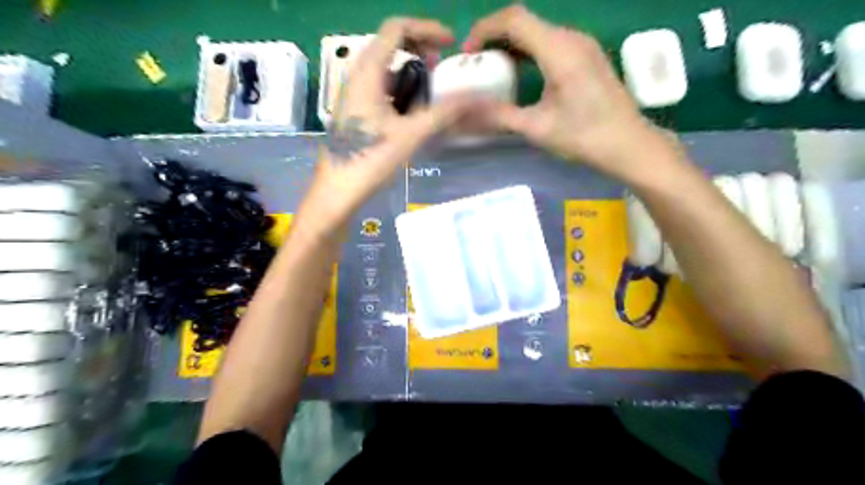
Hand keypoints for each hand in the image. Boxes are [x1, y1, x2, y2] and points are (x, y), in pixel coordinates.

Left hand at [304, 17, 476, 232]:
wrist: (337, 191)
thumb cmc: (370, 160)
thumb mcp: (411, 135)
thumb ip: (444, 113)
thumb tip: (478, 97)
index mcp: (368, 73)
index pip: (396, 29)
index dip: (426, 29)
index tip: (450, 43)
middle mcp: (357, 76)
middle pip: (389, 43)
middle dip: (419, 46)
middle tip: (441, 62)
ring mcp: (354, 94)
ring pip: (385, 67)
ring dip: (410, 68)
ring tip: (431, 85)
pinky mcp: (355, 110)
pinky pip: (381, 87)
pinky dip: (401, 87)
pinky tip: (413, 108)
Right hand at [462, 4, 671, 177]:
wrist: (628, 144)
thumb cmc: (584, 137)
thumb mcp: (537, 128)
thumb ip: (500, 115)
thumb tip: (466, 111)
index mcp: (559, 51)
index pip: (514, 19)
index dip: (484, 30)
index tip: (468, 54)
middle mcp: (571, 38)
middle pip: (525, 22)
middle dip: (494, 38)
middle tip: (476, 64)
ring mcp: (582, 45)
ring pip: (538, 31)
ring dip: (511, 44)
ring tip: (493, 69)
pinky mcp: (587, 55)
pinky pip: (550, 42)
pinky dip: (528, 51)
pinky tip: (520, 72)